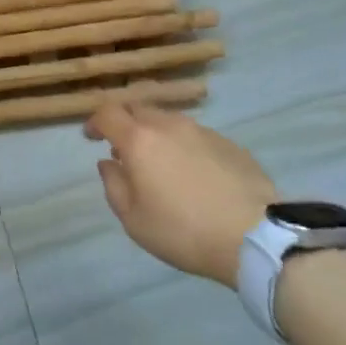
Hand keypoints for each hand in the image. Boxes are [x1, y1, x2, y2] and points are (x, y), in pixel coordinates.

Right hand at [86, 102, 279, 286]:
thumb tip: (108, 163)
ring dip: (156, 133)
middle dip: (125, 122)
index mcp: (139, 140)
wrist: (254, 235)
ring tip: (160, 162)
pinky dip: (184, 146)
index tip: (91, 137)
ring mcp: (202, 130)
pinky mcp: (228, 143)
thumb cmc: (183, 231)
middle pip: (139, 108)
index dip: (94, 121)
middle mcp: (168, 125)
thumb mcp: (134, 220)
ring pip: (169, 120)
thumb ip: (114, 186)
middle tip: (123, 147)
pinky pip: (195, 135)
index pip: (108, 113)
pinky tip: (193, 173)